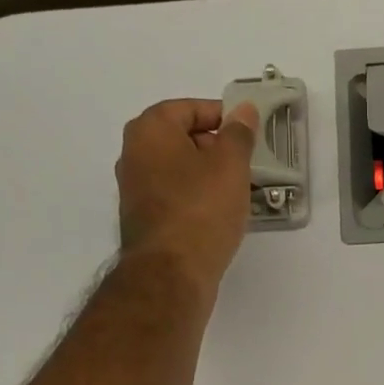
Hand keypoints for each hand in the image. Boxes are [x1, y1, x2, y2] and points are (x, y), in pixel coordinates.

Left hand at [115, 98, 259, 299]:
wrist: (171, 275)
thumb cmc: (201, 211)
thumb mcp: (230, 165)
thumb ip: (239, 133)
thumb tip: (243, 110)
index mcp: (150, 130)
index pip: (190, 109)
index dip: (223, 117)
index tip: (249, 135)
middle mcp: (134, 155)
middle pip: (182, 140)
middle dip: (216, 150)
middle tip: (247, 166)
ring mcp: (135, 191)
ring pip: (180, 172)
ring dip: (208, 179)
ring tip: (239, 194)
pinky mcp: (144, 222)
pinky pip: (175, 199)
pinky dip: (197, 202)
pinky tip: (220, 217)